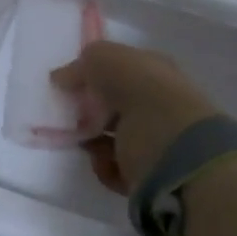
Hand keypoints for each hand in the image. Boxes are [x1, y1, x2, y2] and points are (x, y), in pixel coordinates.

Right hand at [51, 42, 218, 193]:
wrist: (176, 151)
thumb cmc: (143, 95)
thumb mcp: (107, 61)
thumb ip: (82, 65)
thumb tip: (61, 78)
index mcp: (156, 72)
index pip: (121, 69)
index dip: (93, 76)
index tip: (68, 86)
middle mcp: (159, 104)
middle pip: (114, 105)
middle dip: (89, 112)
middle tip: (72, 116)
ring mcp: (157, 141)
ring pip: (113, 139)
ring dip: (93, 141)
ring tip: (86, 142)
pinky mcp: (151, 174)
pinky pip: (117, 168)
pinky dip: (106, 166)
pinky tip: (105, 161)